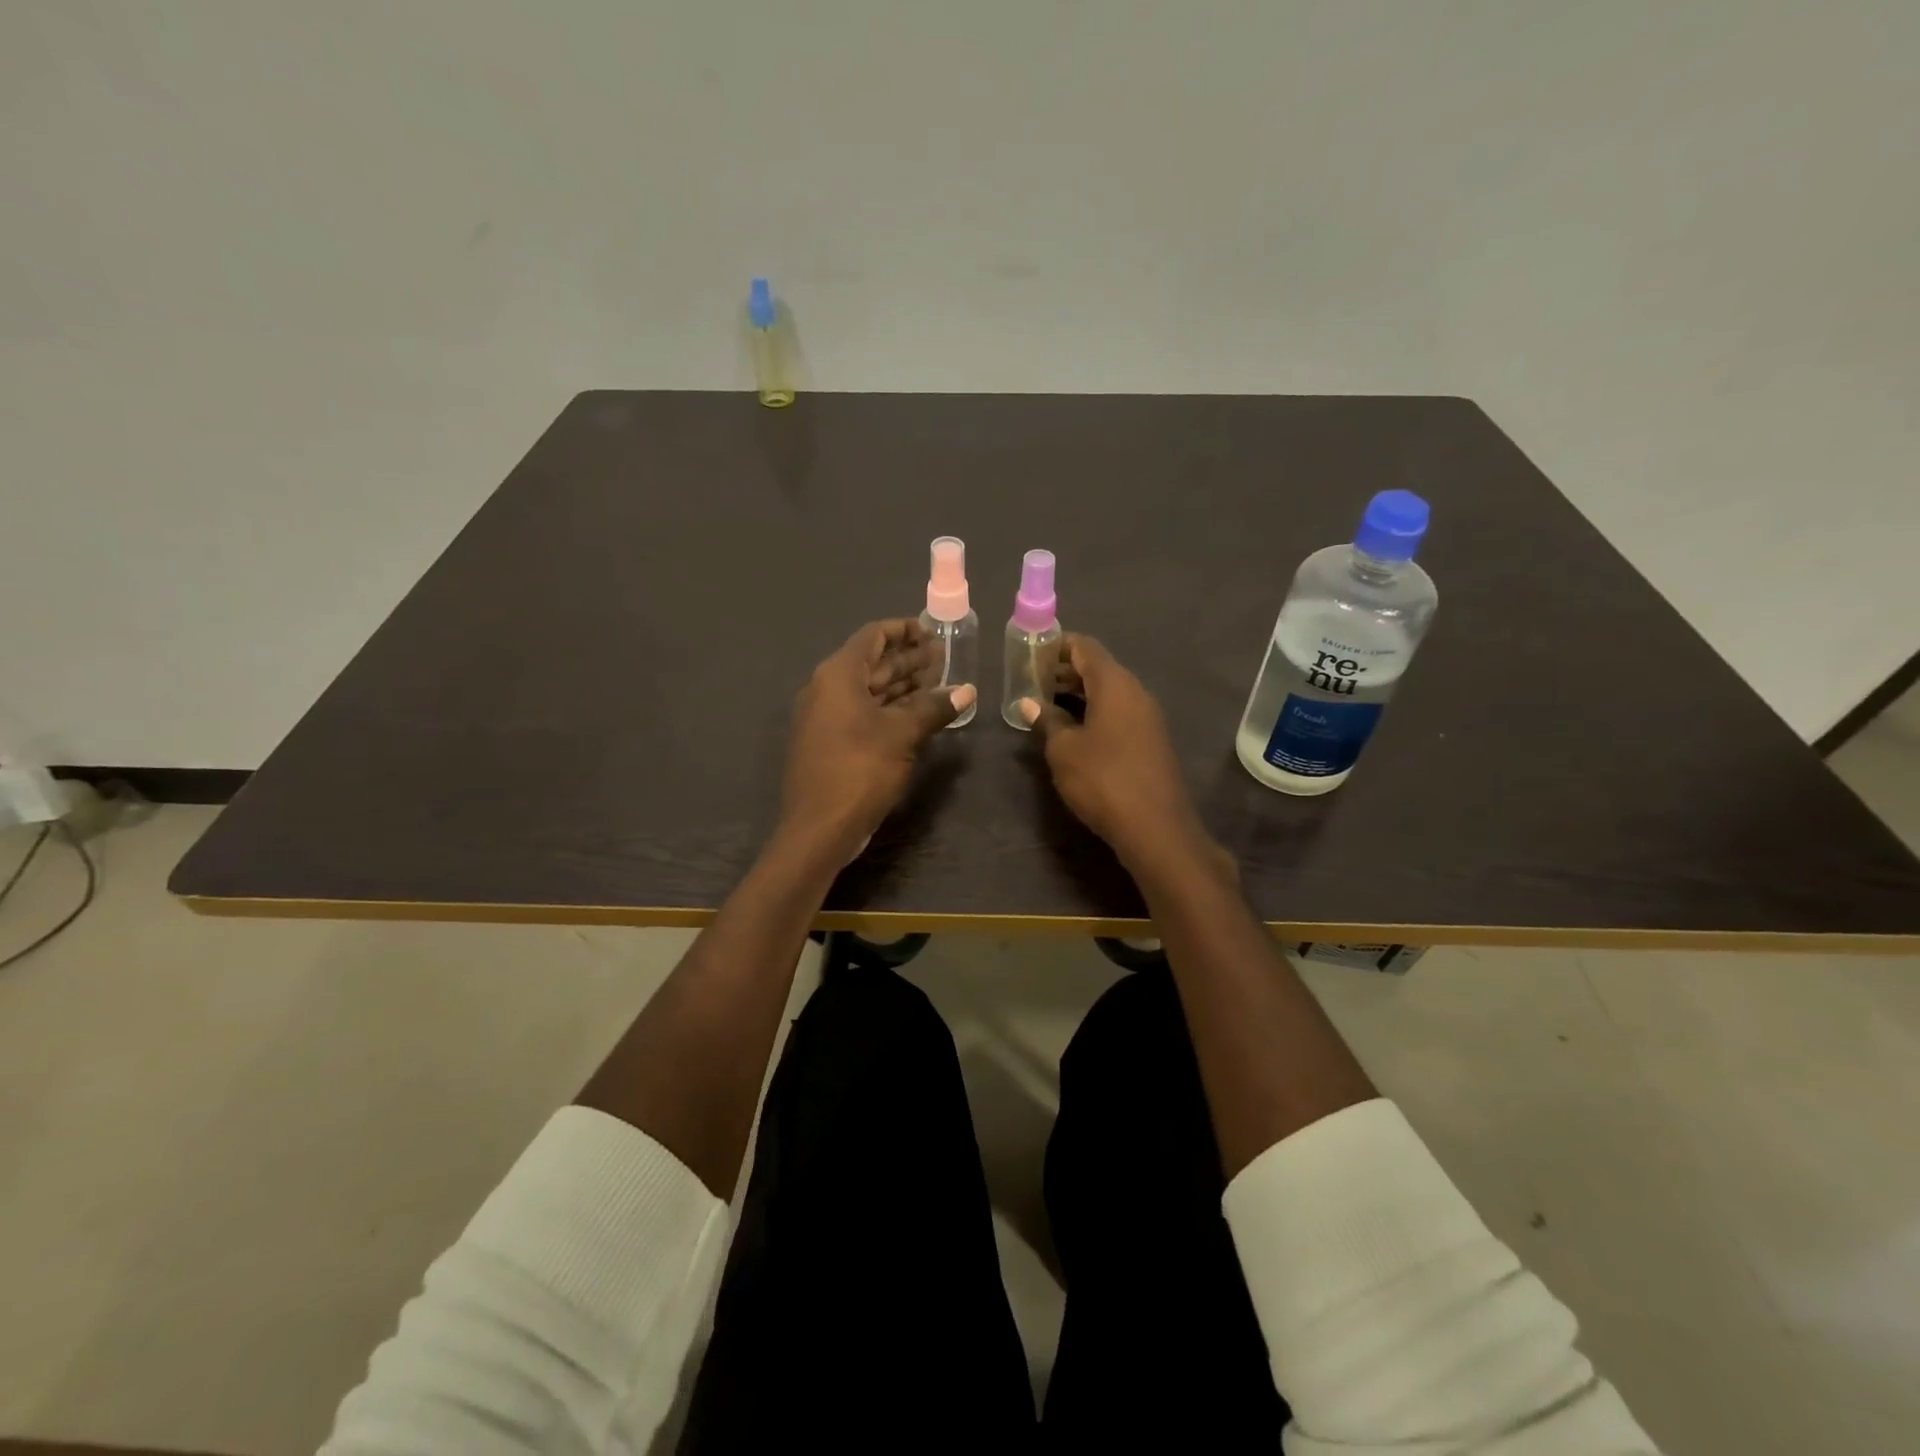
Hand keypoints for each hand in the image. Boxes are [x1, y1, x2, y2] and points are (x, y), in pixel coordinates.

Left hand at [780, 619, 974, 863]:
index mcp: (838, 676)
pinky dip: (890, 709)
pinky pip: (863, 713)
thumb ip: (934, 708)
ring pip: (869, 691)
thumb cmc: (859, 770)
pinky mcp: (830, 743)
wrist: (818, 828)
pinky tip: (918, 715)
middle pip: (872, 663)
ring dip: (902, 685)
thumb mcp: (902, 735)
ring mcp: (825, 718)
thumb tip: (967, 691)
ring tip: (939, 682)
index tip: (933, 631)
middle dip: (908, 659)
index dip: (904, 629)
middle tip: (944, 657)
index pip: (873, 636)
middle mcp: (826, 689)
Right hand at [1023, 635, 1219, 872]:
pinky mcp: (1151, 742)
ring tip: (1045, 706)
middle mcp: (1136, 693)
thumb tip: (1029, 703)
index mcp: (1115, 685)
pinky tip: (1072, 732)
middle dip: (1064, 671)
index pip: (1085, 647)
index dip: (1056, 646)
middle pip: (1098, 668)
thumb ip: (1046, 721)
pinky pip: (1118, 714)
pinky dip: (1094, 713)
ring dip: (1078, 694)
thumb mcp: (1064, 750)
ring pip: (1109, 693)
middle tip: (1031, 682)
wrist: (1156, 827)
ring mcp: (1147, 718)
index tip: (1030, 654)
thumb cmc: (1103, 780)